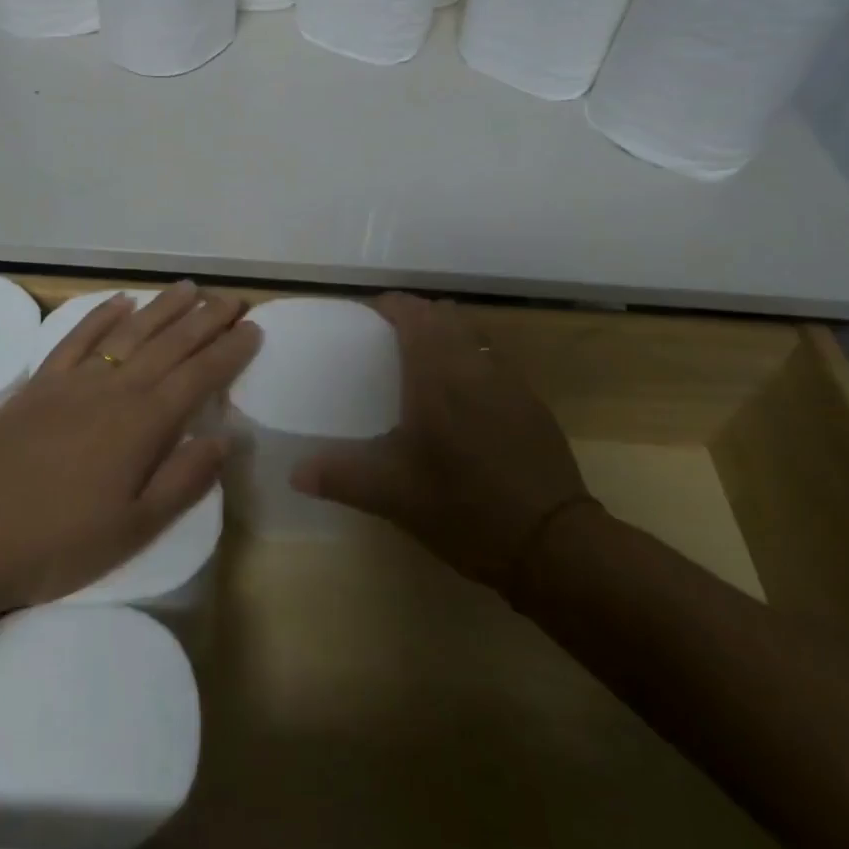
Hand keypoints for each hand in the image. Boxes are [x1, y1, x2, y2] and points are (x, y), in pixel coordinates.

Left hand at [0, 280, 259, 616]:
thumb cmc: (59, 543)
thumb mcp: (134, 528)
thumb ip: (184, 480)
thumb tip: (224, 438)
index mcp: (144, 423)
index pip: (199, 376)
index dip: (229, 351)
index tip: (253, 329)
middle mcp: (115, 388)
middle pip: (170, 344)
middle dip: (206, 319)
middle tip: (233, 299)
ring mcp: (75, 381)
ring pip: (130, 332)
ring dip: (163, 307)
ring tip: (189, 288)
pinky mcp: (40, 383)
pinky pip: (78, 337)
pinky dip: (101, 314)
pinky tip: (120, 301)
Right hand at [291, 292, 592, 593]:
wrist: (553, 542)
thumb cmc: (463, 507)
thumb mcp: (393, 495)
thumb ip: (340, 476)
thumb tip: (294, 473)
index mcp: (437, 373)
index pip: (412, 313)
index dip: (390, 306)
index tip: (368, 316)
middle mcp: (474, 363)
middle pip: (444, 315)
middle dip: (417, 317)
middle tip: (390, 340)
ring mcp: (508, 380)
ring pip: (473, 334)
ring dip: (447, 335)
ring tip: (425, 364)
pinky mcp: (531, 402)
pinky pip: (493, 360)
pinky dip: (472, 360)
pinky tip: (464, 400)